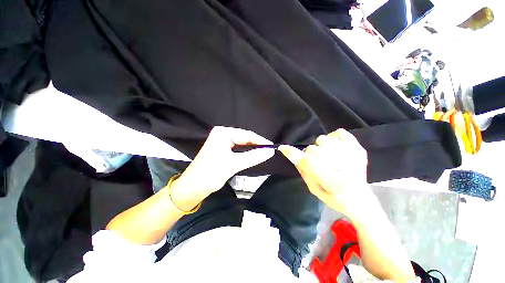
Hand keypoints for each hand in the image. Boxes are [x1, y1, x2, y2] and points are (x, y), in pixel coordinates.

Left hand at [170, 126, 274, 209]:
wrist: (192, 188)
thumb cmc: (210, 174)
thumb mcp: (234, 164)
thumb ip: (253, 157)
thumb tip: (270, 152)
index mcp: (222, 133)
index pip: (246, 134)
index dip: (260, 141)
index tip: (272, 147)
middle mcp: (222, 134)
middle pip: (244, 138)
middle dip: (256, 144)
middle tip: (269, 151)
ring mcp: (221, 140)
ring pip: (242, 143)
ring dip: (252, 148)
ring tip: (263, 153)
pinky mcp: (221, 148)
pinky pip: (237, 148)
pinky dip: (246, 152)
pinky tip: (253, 155)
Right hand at [279, 129, 371, 216]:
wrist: (360, 199)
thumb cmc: (334, 198)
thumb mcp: (313, 189)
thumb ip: (303, 171)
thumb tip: (294, 156)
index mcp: (331, 180)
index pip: (307, 161)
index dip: (292, 153)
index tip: (283, 148)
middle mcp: (343, 166)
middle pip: (312, 149)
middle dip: (310, 155)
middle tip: (318, 164)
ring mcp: (352, 155)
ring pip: (322, 139)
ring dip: (321, 148)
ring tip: (328, 157)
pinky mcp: (358, 148)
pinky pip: (339, 133)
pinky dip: (333, 138)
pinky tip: (336, 149)